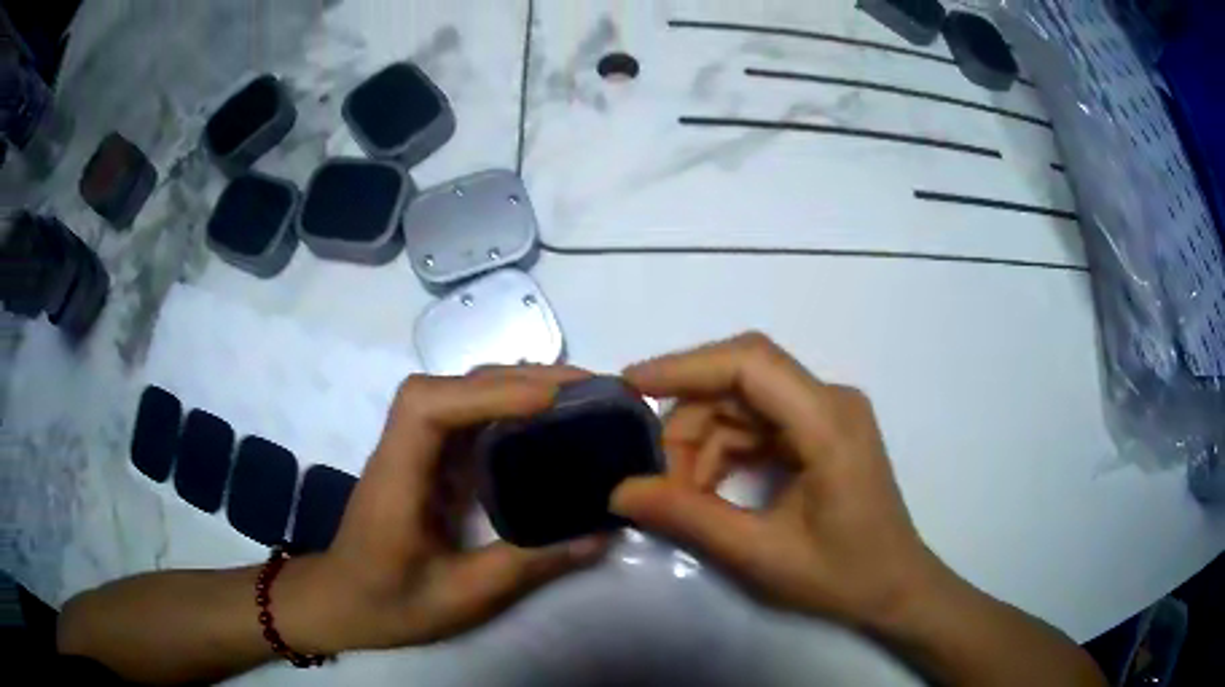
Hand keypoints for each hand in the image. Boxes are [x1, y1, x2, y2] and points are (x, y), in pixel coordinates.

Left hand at [295, 366, 607, 652]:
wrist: (343, 603)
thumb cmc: (390, 603)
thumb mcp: (462, 596)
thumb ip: (529, 564)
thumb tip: (599, 535)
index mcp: (397, 478)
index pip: (428, 408)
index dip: (486, 393)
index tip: (549, 402)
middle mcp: (401, 449)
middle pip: (449, 387)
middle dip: (517, 379)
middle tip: (587, 390)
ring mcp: (411, 450)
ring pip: (459, 394)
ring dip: (515, 386)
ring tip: (575, 398)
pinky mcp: (425, 460)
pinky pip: (465, 418)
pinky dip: (506, 408)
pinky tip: (543, 424)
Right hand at [611, 333, 949, 629]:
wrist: (895, 587)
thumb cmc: (842, 575)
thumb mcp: (760, 554)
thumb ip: (689, 517)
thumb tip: (620, 491)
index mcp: (829, 422)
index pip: (751, 363)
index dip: (686, 366)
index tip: (632, 385)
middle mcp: (831, 401)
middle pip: (742, 380)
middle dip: (690, 420)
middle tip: (657, 476)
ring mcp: (827, 414)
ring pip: (744, 402)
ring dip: (704, 441)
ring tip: (681, 495)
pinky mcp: (820, 431)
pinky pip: (758, 423)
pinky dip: (725, 451)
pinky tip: (707, 489)